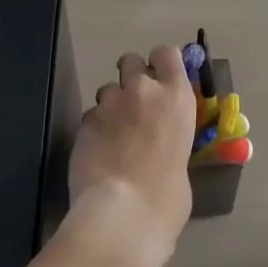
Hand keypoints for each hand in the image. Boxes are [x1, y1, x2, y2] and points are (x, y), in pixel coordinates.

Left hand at [67, 46, 198, 262]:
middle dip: (131, 77)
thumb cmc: (168, 196)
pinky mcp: (84, 121)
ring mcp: (110, 103)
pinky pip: (91, 115)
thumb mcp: (182, 160)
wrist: (124, 214)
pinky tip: (97, 152)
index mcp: (177, 97)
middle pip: (132, 61)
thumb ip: (171, 140)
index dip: (161, 62)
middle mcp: (143, 90)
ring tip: (112, 134)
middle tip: (133, 104)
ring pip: (107, 89)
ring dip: (111, 105)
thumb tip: (161, 150)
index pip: (167, 53)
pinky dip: (94, 128)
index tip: (160, 77)